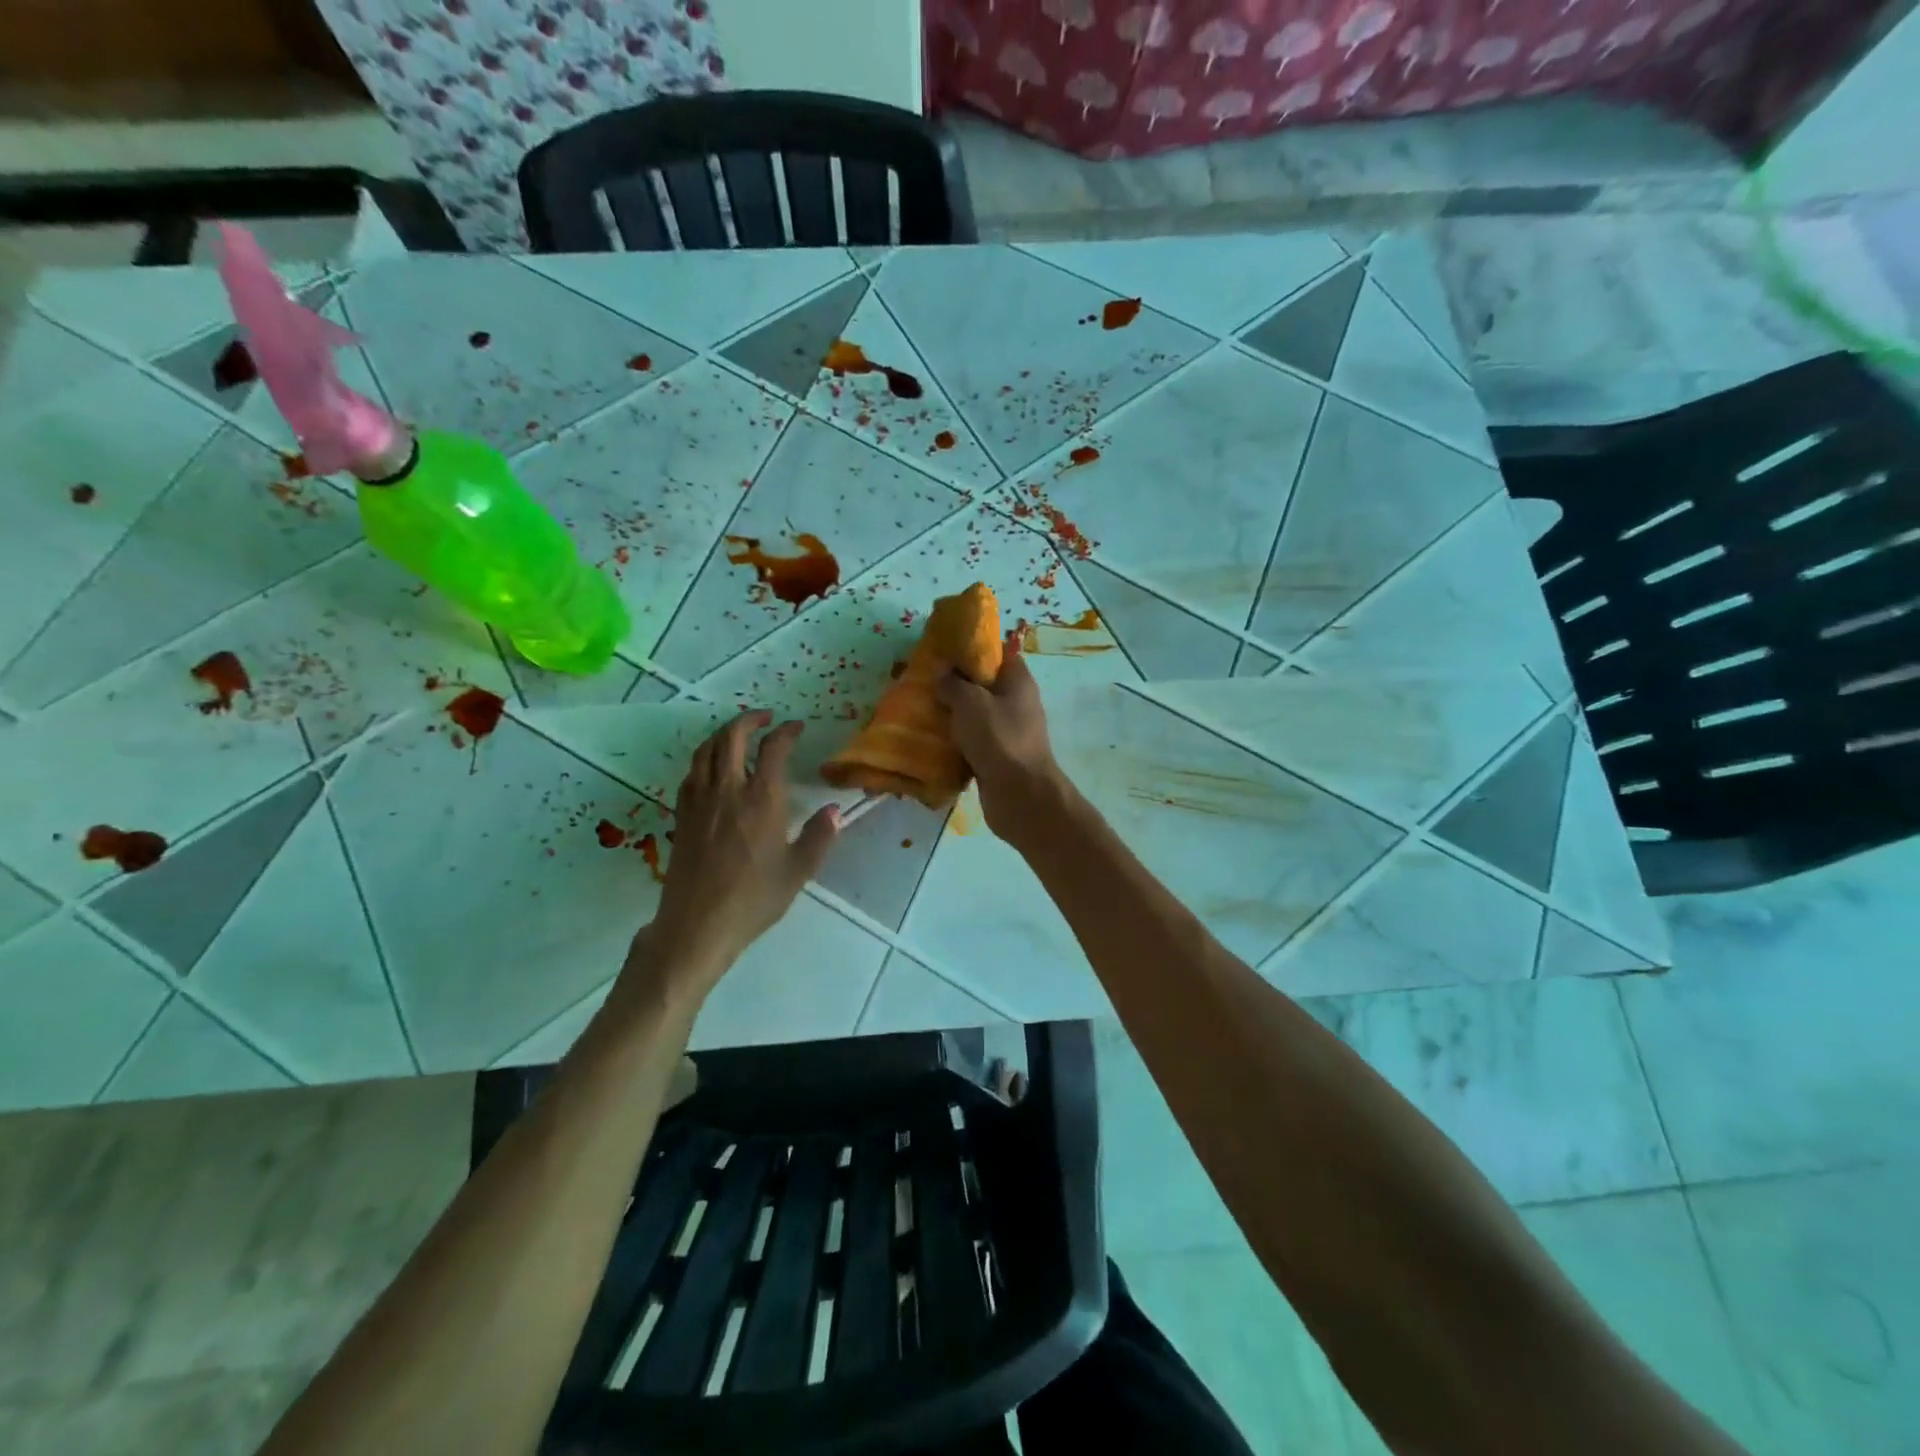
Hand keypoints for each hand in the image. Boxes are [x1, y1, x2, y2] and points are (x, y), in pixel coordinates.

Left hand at [623, 712, 839, 1004]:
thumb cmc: (753, 899)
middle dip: (749, 720)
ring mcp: (699, 801)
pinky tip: (712, 770)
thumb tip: (835, 810)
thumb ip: (819, 836)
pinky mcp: (682, 816)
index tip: (796, 728)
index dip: (785, 731)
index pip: (772, 748)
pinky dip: (704, 759)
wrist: (697, 925)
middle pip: (730, 737)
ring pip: (705, 750)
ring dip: (723, 734)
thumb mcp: (798, 871)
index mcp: (761, 800)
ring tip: (738, 735)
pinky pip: (691, 773)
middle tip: (765, 719)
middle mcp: (728, 790)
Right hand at [937, 642, 1067, 840]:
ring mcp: (1008, 732)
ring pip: (975, 715)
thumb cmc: (999, 738)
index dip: (972, 648)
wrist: (1020, 795)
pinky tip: (931, 740)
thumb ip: (953, 683)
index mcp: (1018, 681)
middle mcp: (1016, 703)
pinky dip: (955, 741)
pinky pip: (972, 742)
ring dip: (952, 714)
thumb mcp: (971, 702)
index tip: (943, 651)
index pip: (997, 653)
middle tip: (925, 682)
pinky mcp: (997, 757)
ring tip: (921, 710)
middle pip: (983, 685)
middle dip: (955, 683)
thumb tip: (942, 675)